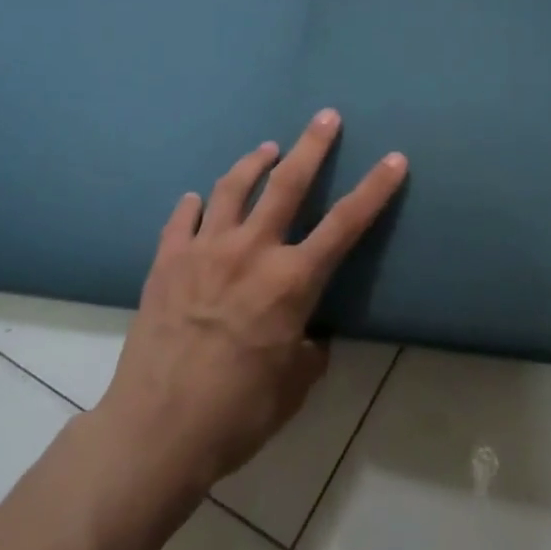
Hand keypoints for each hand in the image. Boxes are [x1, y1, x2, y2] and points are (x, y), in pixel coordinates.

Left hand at [90, 110, 406, 505]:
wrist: (155, 433)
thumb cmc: (238, 413)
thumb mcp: (295, 385)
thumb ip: (309, 348)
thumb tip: (308, 333)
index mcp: (292, 281)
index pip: (346, 223)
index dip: (375, 188)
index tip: (395, 158)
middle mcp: (251, 252)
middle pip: (288, 183)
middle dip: (313, 145)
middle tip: (327, 116)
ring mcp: (204, 251)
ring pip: (233, 188)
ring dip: (254, 162)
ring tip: (267, 149)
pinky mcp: (166, 262)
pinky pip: (183, 218)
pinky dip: (196, 204)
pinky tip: (200, 199)